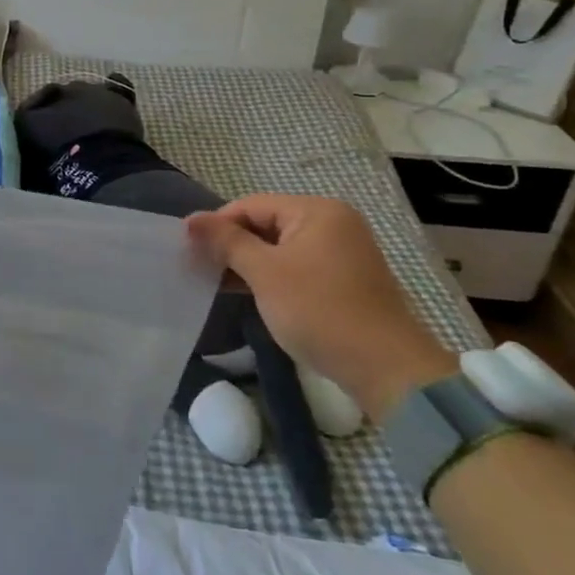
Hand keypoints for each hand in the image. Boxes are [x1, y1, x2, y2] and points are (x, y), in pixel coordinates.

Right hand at [186, 193, 455, 420]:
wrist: (386, 369)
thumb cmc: (319, 311)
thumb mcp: (264, 273)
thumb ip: (226, 242)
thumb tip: (190, 219)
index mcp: (316, 211)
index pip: (251, 205)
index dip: (217, 225)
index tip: (188, 250)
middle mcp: (333, 223)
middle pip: (266, 223)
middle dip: (231, 245)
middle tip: (198, 267)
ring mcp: (341, 252)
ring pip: (279, 247)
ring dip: (247, 263)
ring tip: (216, 283)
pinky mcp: (343, 279)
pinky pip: (296, 266)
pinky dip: (271, 276)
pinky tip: (247, 293)